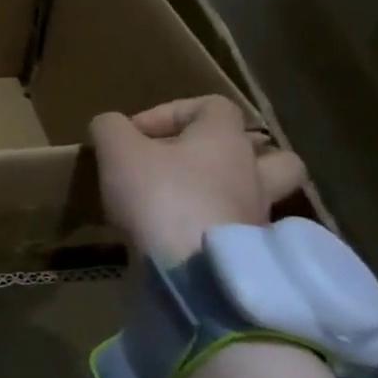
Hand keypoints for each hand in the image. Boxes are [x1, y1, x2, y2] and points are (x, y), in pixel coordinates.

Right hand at [89, 96, 305, 267]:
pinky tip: (187, 236)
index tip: (135, 134)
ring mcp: (259, 216)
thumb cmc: (160, 196)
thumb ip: (110, 127)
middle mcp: (253, 173)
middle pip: (267, 152)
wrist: (194, 272)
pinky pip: (241, 232)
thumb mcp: (117, 150)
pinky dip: (219, 229)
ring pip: (261, 194)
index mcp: (225, 139)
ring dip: (233, 193)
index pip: (213, 105)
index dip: (170, 111)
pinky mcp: (251, 254)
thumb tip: (110, 125)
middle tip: (190, 164)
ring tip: (196, 201)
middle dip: (231, 153)